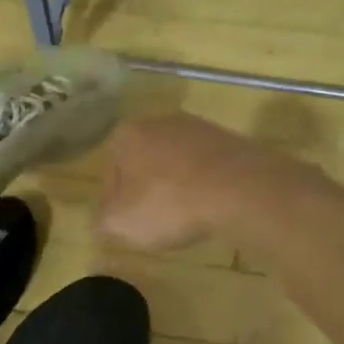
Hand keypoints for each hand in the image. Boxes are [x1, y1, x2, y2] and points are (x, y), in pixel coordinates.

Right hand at [97, 114, 259, 252]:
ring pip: (178, 162)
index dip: (115, 200)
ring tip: (187, 217)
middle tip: (155, 221)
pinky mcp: (231, 140)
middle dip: (148, 188)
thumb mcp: (122, 223)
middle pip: (145, 161)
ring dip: (178, 186)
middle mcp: (161, 121)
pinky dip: (206, 185)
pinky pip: (208, 167)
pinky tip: (212, 207)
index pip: (111, 169)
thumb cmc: (169, 203)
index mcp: (128, 134)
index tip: (126, 223)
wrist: (239, 188)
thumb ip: (104, 220)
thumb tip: (103, 220)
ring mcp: (200, 127)